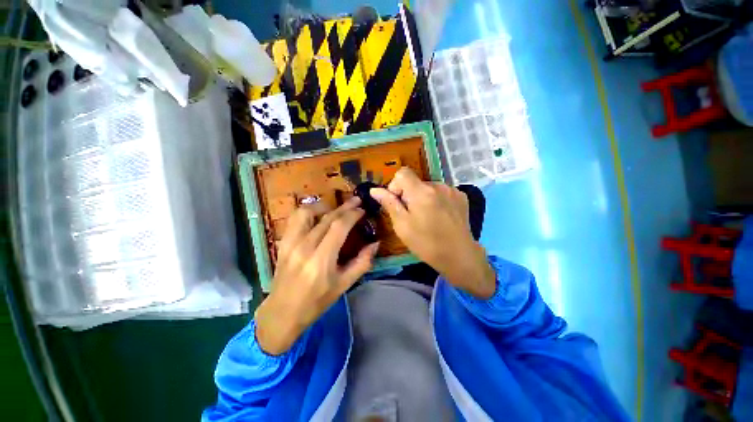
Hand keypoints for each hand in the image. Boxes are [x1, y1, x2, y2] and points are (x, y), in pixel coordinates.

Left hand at [255, 197, 378, 354]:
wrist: (282, 312)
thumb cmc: (316, 301)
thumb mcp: (344, 285)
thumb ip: (362, 262)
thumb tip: (376, 243)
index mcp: (321, 260)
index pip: (339, 226)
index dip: (352, 215)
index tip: (362, 210)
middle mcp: (305, 247)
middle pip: (327, 217)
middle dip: (344, 207)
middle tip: (356, 201)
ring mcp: (291, 243)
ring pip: (307, 212)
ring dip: (324, 206)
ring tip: (335, 208)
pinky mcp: (283, 242)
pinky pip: (295, 219)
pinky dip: (308, 212)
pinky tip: (317, 215)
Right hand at [370, 168, 494, 298]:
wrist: (460, 256)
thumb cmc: (426, 243)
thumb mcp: (402, 226)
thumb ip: (389, 204)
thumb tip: (374, 190)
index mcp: (421, 192)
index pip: (402, 173)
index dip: (396, 186)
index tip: (398, 203)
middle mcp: (438, 185)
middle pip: (415, 182)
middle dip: (409, 195)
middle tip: (412, 216)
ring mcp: (452, 190)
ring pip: (428, 187)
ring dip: (423, 198)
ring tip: (428, 218)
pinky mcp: (461, 196)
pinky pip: (441, 192)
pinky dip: (436, 200)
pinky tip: (440, 216)